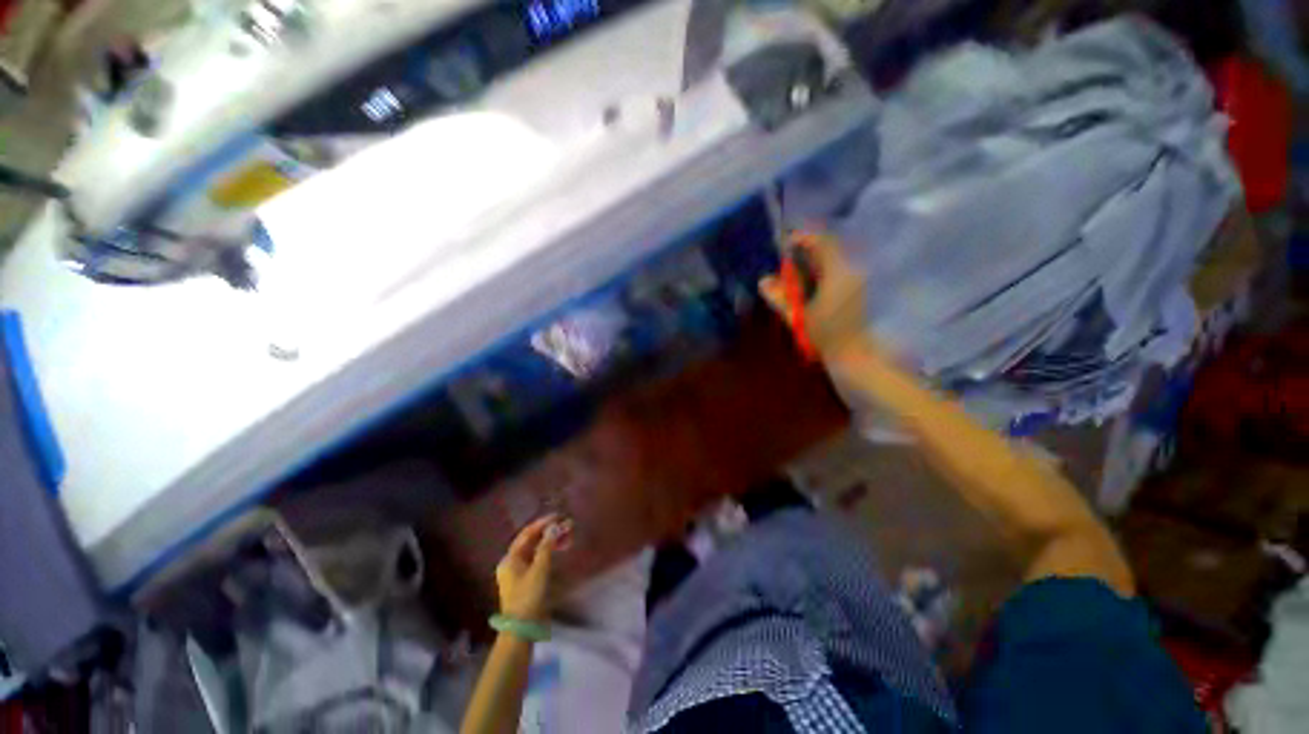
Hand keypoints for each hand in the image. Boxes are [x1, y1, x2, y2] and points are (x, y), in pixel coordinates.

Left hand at [496, 514, 572, 620]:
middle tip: (567, 525)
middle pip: (532, 541)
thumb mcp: (539, 569)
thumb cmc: (528, 596)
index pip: (527, 534)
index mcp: (510, 558)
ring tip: (568, 536)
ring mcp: (519, 572)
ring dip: (552, 542)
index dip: (542, 523)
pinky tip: (561, 549)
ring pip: (537, 550)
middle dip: (550, 532)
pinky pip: (539, 560)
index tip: (558, 516)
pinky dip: (550, 553)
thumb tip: (554, 527)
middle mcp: (512, 563)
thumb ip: (547, 546)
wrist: (523, 629)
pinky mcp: (527, 581)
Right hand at [759, 233, 873, 361]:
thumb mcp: (799, 317)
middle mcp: (852, 271)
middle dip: (808, 251)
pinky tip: (813, 285)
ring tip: (797, 272)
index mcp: (838, 273)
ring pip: (836, 261)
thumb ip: (781, 297)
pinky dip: (825, 273)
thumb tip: (763, 281)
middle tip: (788, 259)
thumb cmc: (827, 337)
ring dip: (816, 262)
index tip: (786, 243)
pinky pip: (841, 272)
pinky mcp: (860, 291)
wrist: (856, 357)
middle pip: (830, 249)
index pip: (822, 242)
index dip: (803, 238)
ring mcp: (859, 281)